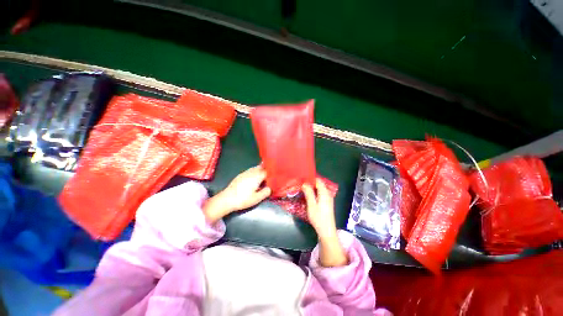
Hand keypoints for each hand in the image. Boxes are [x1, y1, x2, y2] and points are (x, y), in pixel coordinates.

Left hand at [204, 166, 270, 223]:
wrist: (226, 199)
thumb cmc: (243, 199)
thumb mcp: (257, 198)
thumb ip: (266, 192)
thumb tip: (270, 187)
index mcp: (257, 176)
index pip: (267, 171)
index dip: (272, 173)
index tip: (276, 175)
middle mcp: (252, 172)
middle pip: (261, 167)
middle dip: (267, 169)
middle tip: (271, 175)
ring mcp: (245, 173)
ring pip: (255, 168)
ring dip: (261, 170)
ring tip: (264, 177)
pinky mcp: (240, 175)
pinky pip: (250, 170)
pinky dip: (255, 172)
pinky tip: (254, 179)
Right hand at [303, 179, 346, 266]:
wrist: (327, 231)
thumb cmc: (318, 218)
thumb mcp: (311, 205)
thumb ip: (308, 193)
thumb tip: (305, 183)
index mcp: (324, 193)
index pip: (318, 181)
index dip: (311, 179)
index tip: (302, 179)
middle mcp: (328, 194)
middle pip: (319, 184)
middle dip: (310, 183)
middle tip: (301, 184)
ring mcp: (328, 199)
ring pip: (319, 189)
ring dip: (312, 188)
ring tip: (303, 189)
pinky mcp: (327, 203)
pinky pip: (320, 194)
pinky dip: (314, 192)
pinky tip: (309, 196)